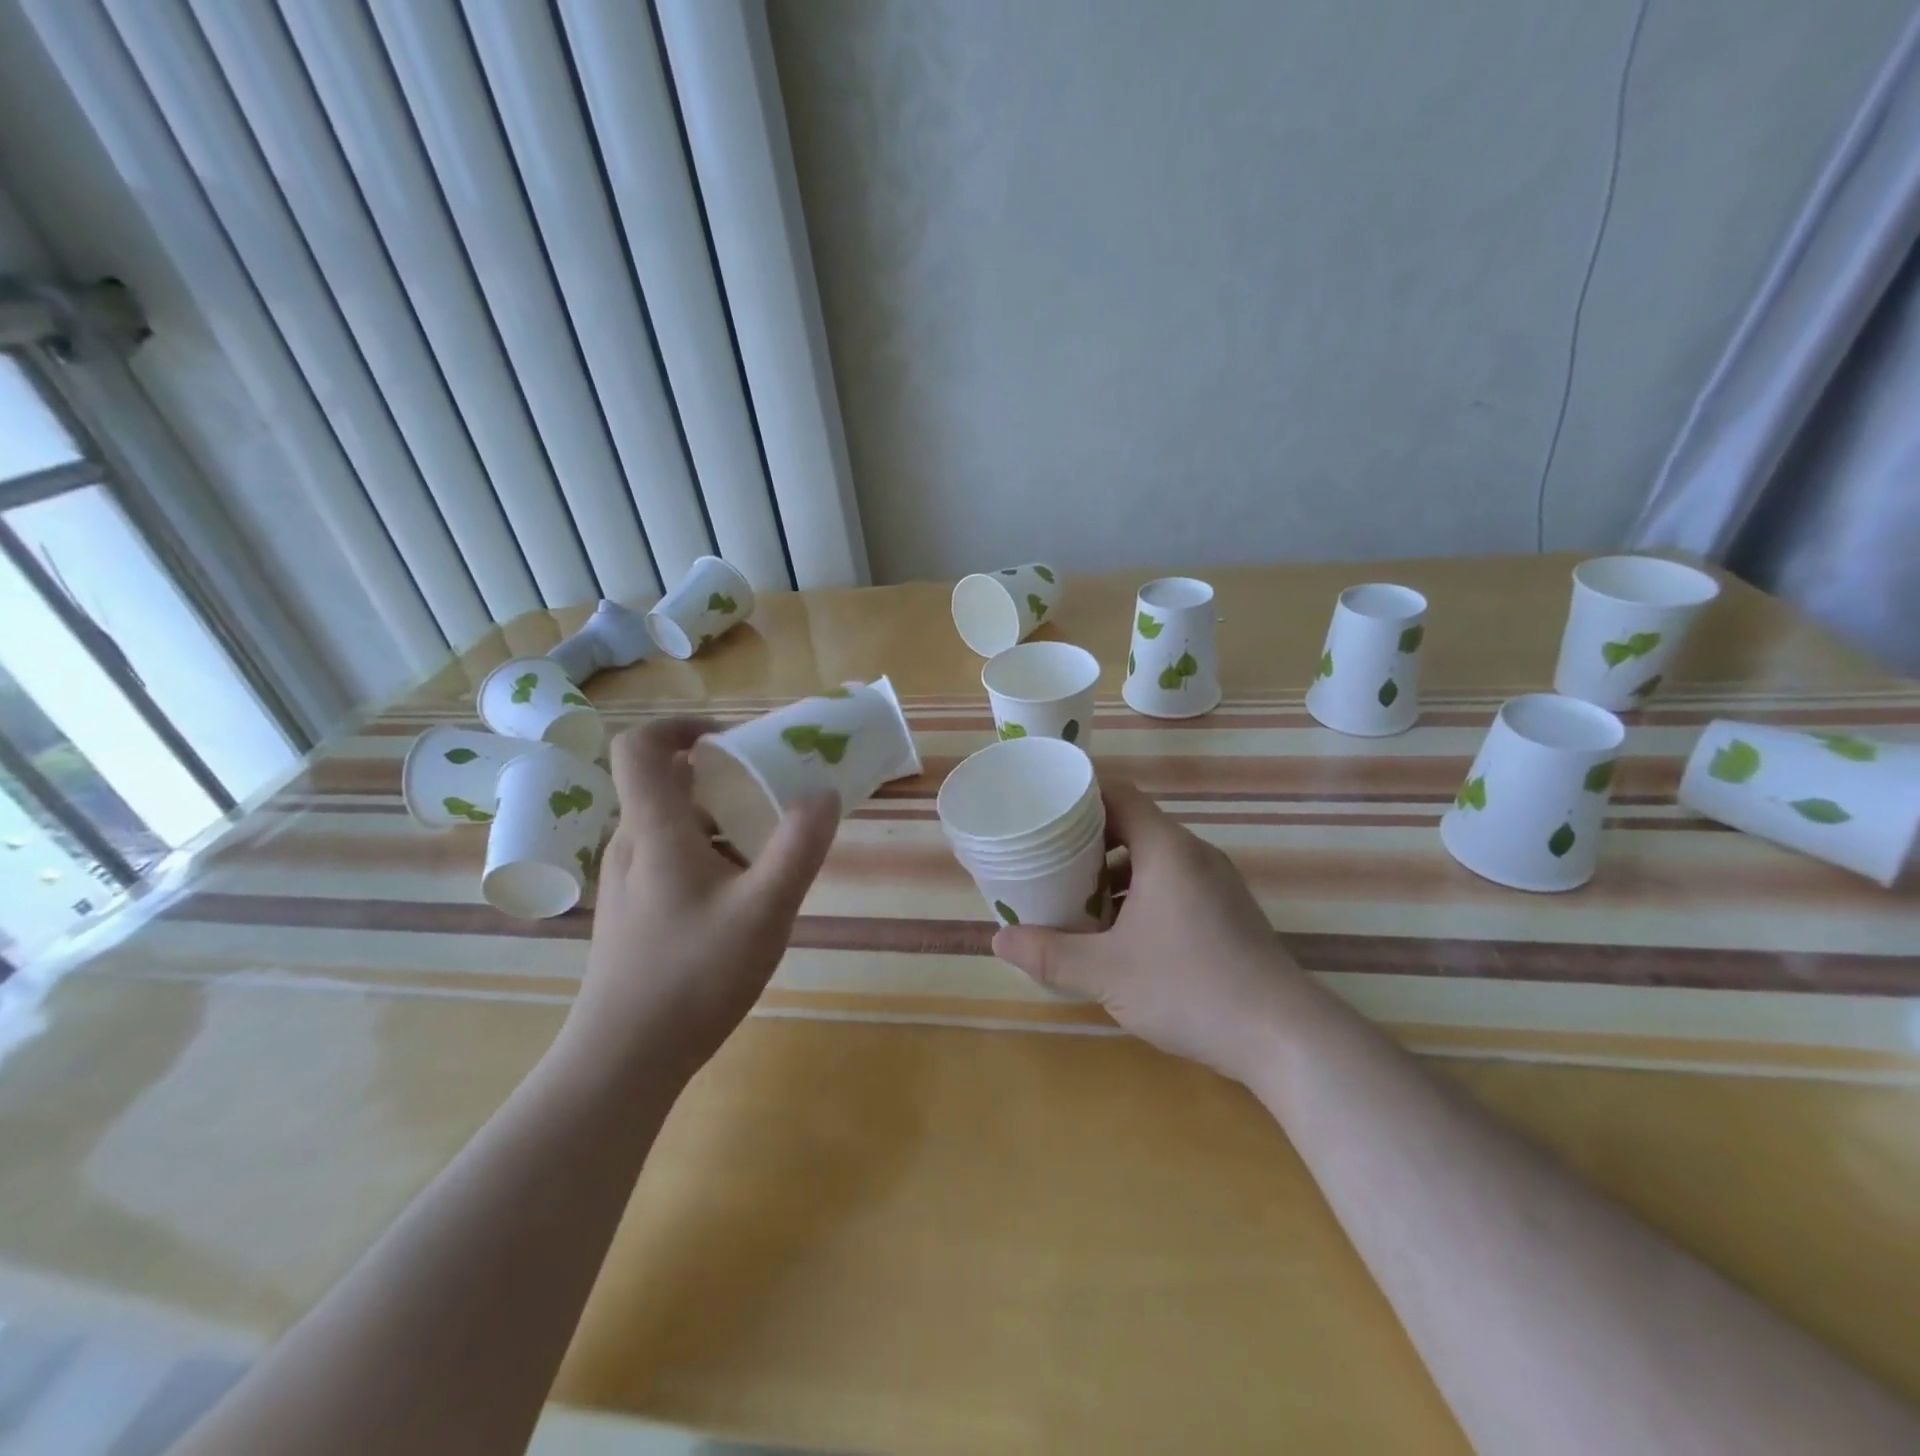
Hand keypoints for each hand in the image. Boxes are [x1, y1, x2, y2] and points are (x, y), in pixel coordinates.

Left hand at [566, 718, 838, 1081]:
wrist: (624, 1059)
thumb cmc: (693, 975)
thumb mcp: (765, 908)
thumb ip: (799, 846)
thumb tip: (824, 793)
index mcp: (654, 830)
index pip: (641, 747)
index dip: (682, 726)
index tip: (732, 740)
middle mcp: (631, 845)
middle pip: (668, 785)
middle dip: (723, 778)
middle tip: (772, 793)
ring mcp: (627, 881)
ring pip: (674, 826)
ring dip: (721, 821)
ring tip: (768, 850)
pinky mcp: (632, 912)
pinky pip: (671, 858)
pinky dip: (709, 854)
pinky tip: (743, 897)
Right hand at [993, 779, 1305, 1083]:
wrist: (1284, 1036)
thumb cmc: (1191, 988)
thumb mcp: (1107, 972)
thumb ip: (1050, 954)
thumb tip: (998, 940)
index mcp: (1167, 849)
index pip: (1119, 795)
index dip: (1080, 795)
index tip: (1043, 808)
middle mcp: (1195, 855)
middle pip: (1133, 826)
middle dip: (1087, 840)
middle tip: (1046, 858)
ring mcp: (1217, 884)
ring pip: (1154, 859)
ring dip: (1114, 872)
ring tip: (1074, 897)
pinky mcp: (1227, 912)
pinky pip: (1173, 884)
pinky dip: (1140, 894)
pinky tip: (1119, 933)